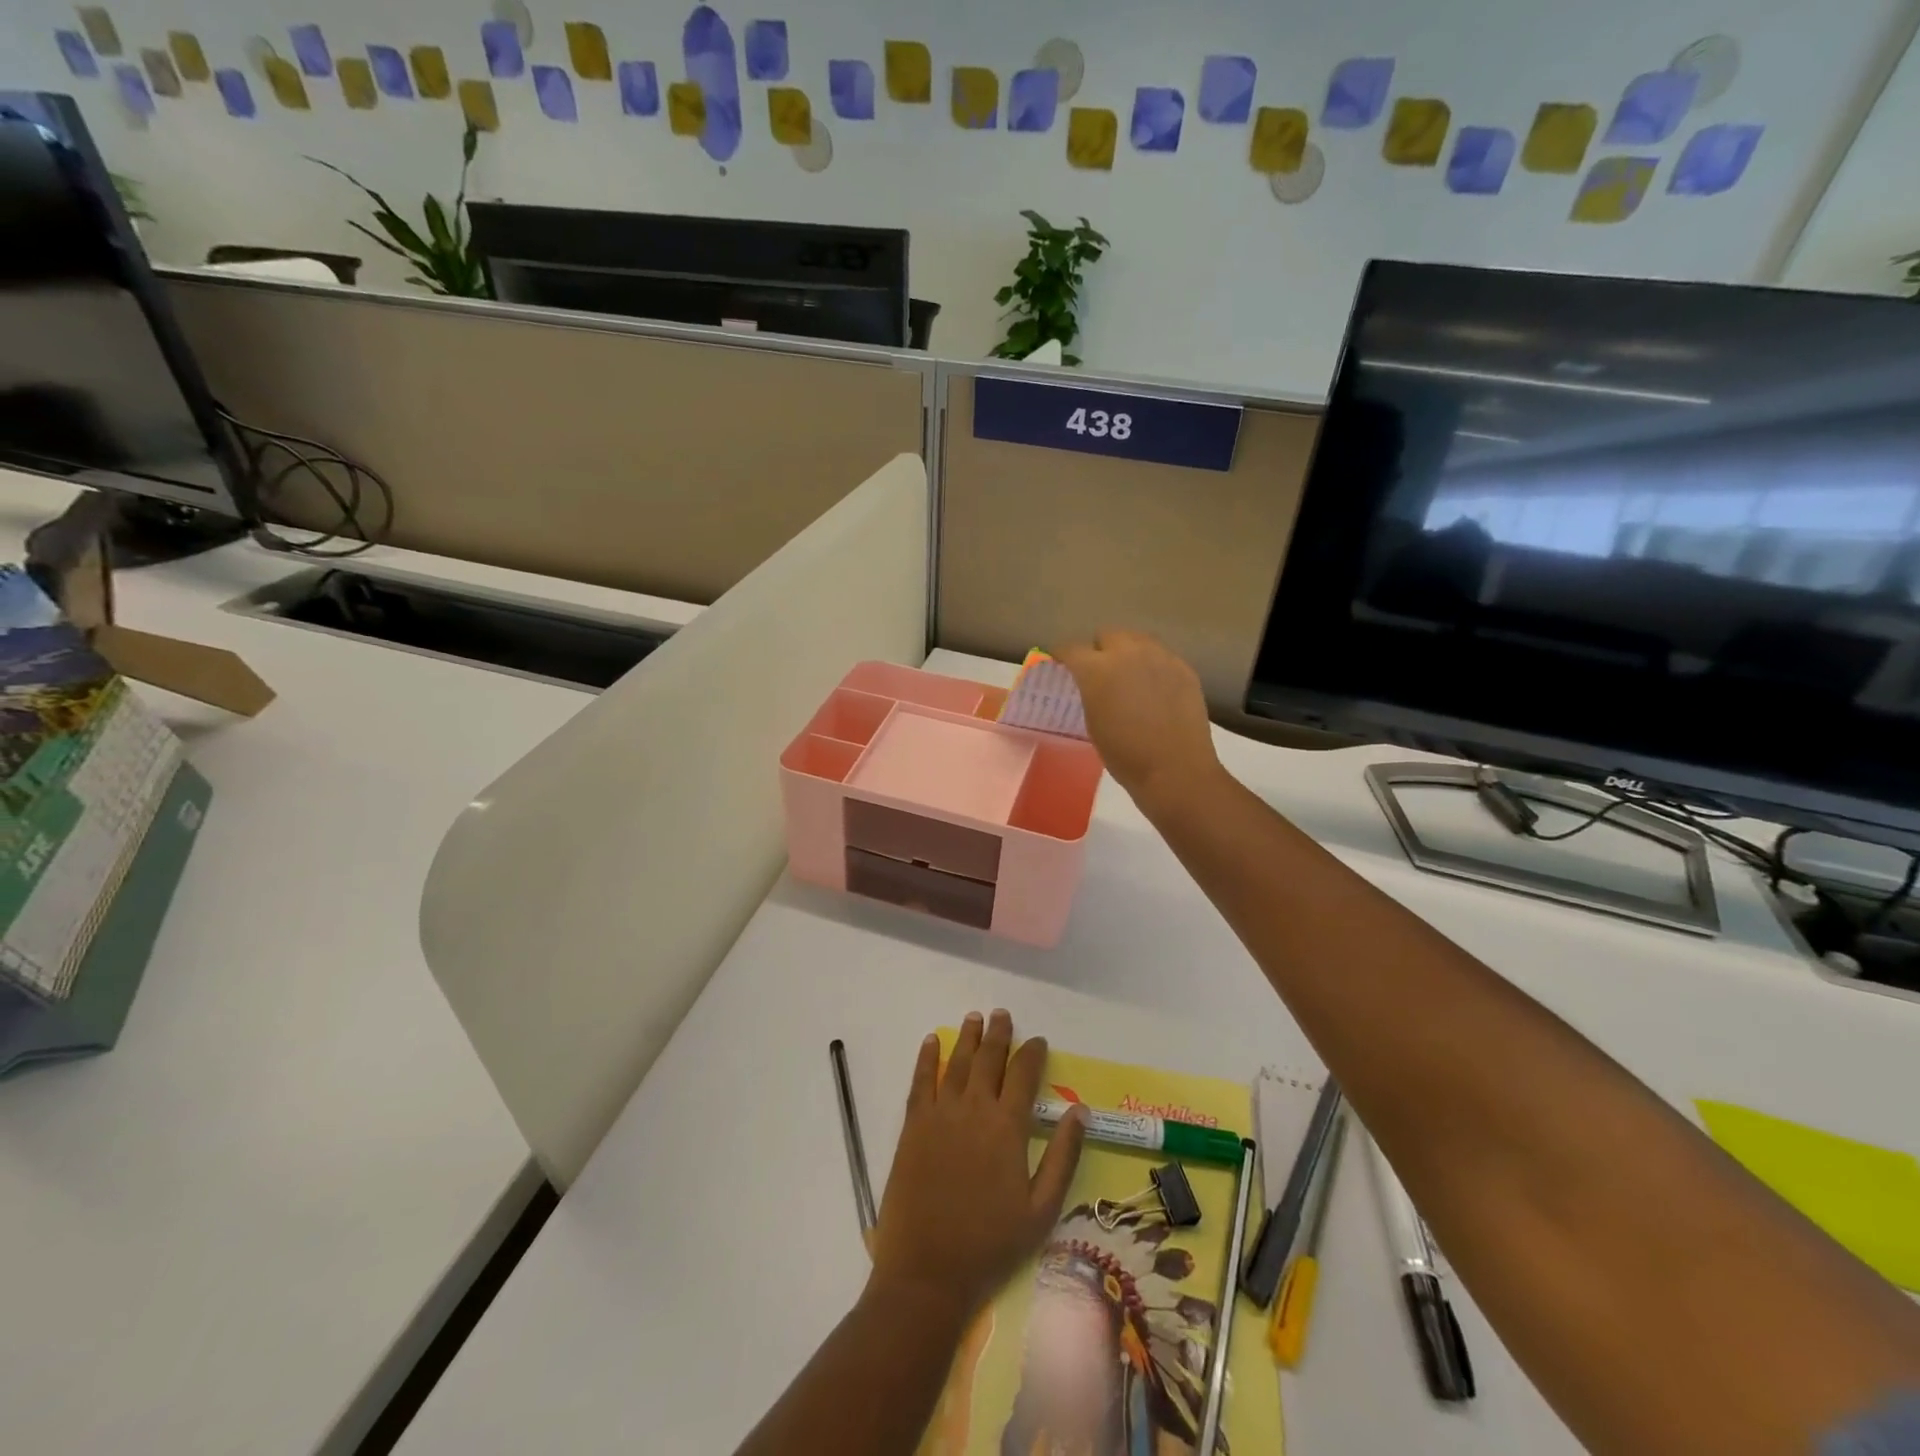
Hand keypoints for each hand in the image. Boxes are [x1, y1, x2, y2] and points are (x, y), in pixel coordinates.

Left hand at [870, 1010, 1085, 1323]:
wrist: (928, 1271)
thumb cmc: (991, 1244)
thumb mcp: (1041, 1209)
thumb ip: (1062, 1156)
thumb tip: (1080, 1112)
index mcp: (1007, 1126)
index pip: (1024, 1075)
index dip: (1033, 1053)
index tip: (1038, 1041)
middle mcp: (974, 1108)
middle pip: (988, 1059)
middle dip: (998, 1034)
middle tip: (1003, 1015)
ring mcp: (940, 1114)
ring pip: (956, 1062)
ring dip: (967, 1037)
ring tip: (975, 1018)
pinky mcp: (913, 1125)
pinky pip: (921, 1080)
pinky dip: (927, 1058)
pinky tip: (931, 1042)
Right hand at [1054, 630, 1222, 811]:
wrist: (1175, 769)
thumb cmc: (1125, 754)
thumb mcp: (1093, 722)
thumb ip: (1089, 692)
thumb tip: (1091, 683)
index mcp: (1097, 669)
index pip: (1071, 649)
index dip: (1063, 656)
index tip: (1061, 665)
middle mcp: (1128, 652)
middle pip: (1107, 635)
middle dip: (1099, 650)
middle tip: (1099, 673)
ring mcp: (1159, 657)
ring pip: (1137, 639)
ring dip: (1127, 652)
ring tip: (1129, 676)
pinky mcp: (1183, 667)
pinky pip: (1161, 656)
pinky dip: (1152, 666)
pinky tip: (1155, 689)